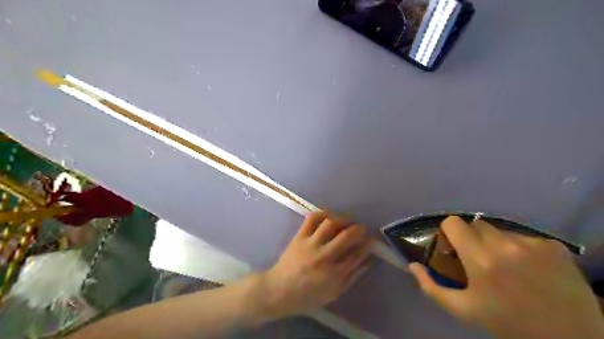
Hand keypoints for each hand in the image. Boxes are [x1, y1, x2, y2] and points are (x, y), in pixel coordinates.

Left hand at [260, 211, 370, 318]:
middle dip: (359, 229)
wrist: (278, 290)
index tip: (371, 240)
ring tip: (347, 221)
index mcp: (333, 274)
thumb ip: (351, 277)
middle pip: (346, 236)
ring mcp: (310, 244)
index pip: (356, 255)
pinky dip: (322, 213)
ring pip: (330, 224)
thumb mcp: (333, 293)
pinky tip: (329, 216)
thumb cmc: (307, 296)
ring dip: (343, 219)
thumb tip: (367, 262)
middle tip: (362, 228)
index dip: (367, 245)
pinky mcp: (299, 236)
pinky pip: (311, 219)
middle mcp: (324, 256)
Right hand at [408, 217, 603, 338]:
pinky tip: (531, 268)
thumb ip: (431, 287)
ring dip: (497, 243)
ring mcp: (531, 244)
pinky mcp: (554, 246)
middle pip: (476, 224)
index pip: (454, 223)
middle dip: (473, 238)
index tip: (454, 246)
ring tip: (507, 265)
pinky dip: (522, 249)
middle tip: (479, 258)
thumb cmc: (507, 323)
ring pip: (500, 230)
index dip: (450, 232)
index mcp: (479, 259)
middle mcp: (504, 245)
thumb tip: (412, 266)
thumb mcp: (463, 310)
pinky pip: (525, 238)